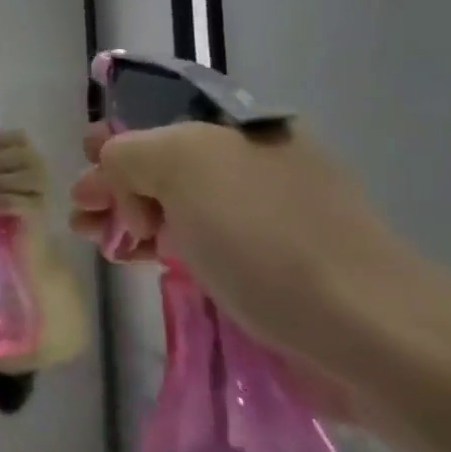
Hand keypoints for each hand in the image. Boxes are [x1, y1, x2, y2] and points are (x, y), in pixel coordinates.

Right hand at [67, 120, 450, 397]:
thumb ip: (131, 153)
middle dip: (117, 183)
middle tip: (81, 214)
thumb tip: (113, 171)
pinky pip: (204, 245)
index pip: (163, 119)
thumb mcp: (183, 166)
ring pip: (182, 207)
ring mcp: (268, 218)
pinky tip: (142, 261)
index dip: (117, 138)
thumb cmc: (267, 237)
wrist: (369, 332)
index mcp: (243, 128)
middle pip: (168, 164)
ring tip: (96, 242)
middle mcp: (256, 164)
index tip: (83, 165)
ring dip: (133, 218)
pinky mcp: (274, 269)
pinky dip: (165, 248)